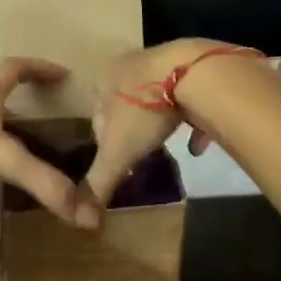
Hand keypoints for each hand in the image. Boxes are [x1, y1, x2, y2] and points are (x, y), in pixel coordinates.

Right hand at [83, 38, 228, 208]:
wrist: (192, 73)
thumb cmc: (143, 110)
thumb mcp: (117, 152)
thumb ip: (99, 184)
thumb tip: (82, 220)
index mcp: (102, 79)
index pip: (96, 117)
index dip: (106, 142)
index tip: (120, 161)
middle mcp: (127, 64)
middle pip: (126, 105)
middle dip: (134, 130)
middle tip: (144, 154)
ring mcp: (160, 60)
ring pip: (155, 99)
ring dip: (160, 122)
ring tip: (168, 146)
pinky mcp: (190, 63)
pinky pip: (186, 95)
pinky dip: (189, 117)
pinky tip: (198, 141)